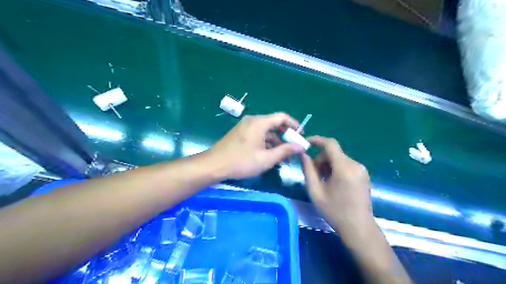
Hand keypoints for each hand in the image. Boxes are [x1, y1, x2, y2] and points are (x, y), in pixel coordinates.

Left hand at [208, 113, 303, 179]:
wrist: (214, 165)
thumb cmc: (241, 162)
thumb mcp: (266, 159)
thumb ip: (284, 151)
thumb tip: (300, 147)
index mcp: (259, 123)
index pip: (282, 117)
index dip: (294, 124)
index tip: (301, 135)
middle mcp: (253, 120)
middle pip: (274, 123)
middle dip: (286, 135)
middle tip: (294, 147)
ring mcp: (245, 126)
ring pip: (266, 130)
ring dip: (276, 140)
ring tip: (284, 155)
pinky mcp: (241, 133)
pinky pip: (258, 134)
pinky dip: (266, 142)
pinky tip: (270, 154)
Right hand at [300, 137, 369, 233]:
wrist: (358, 227)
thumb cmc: (334, 211)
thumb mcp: (315, 191)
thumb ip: (308, 170)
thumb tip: (303, 154)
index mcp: (344, 168)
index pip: (330, 144)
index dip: (317, 140)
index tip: (306, 143)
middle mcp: (355, 164)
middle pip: (333, 152)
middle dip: (321, 159)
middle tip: (314, 175)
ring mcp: (361, 169)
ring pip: (339, 158)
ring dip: (328, 165)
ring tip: (323, 181)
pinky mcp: (363, 174)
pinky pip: (346, 164)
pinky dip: (336, 168)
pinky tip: (333, 183)